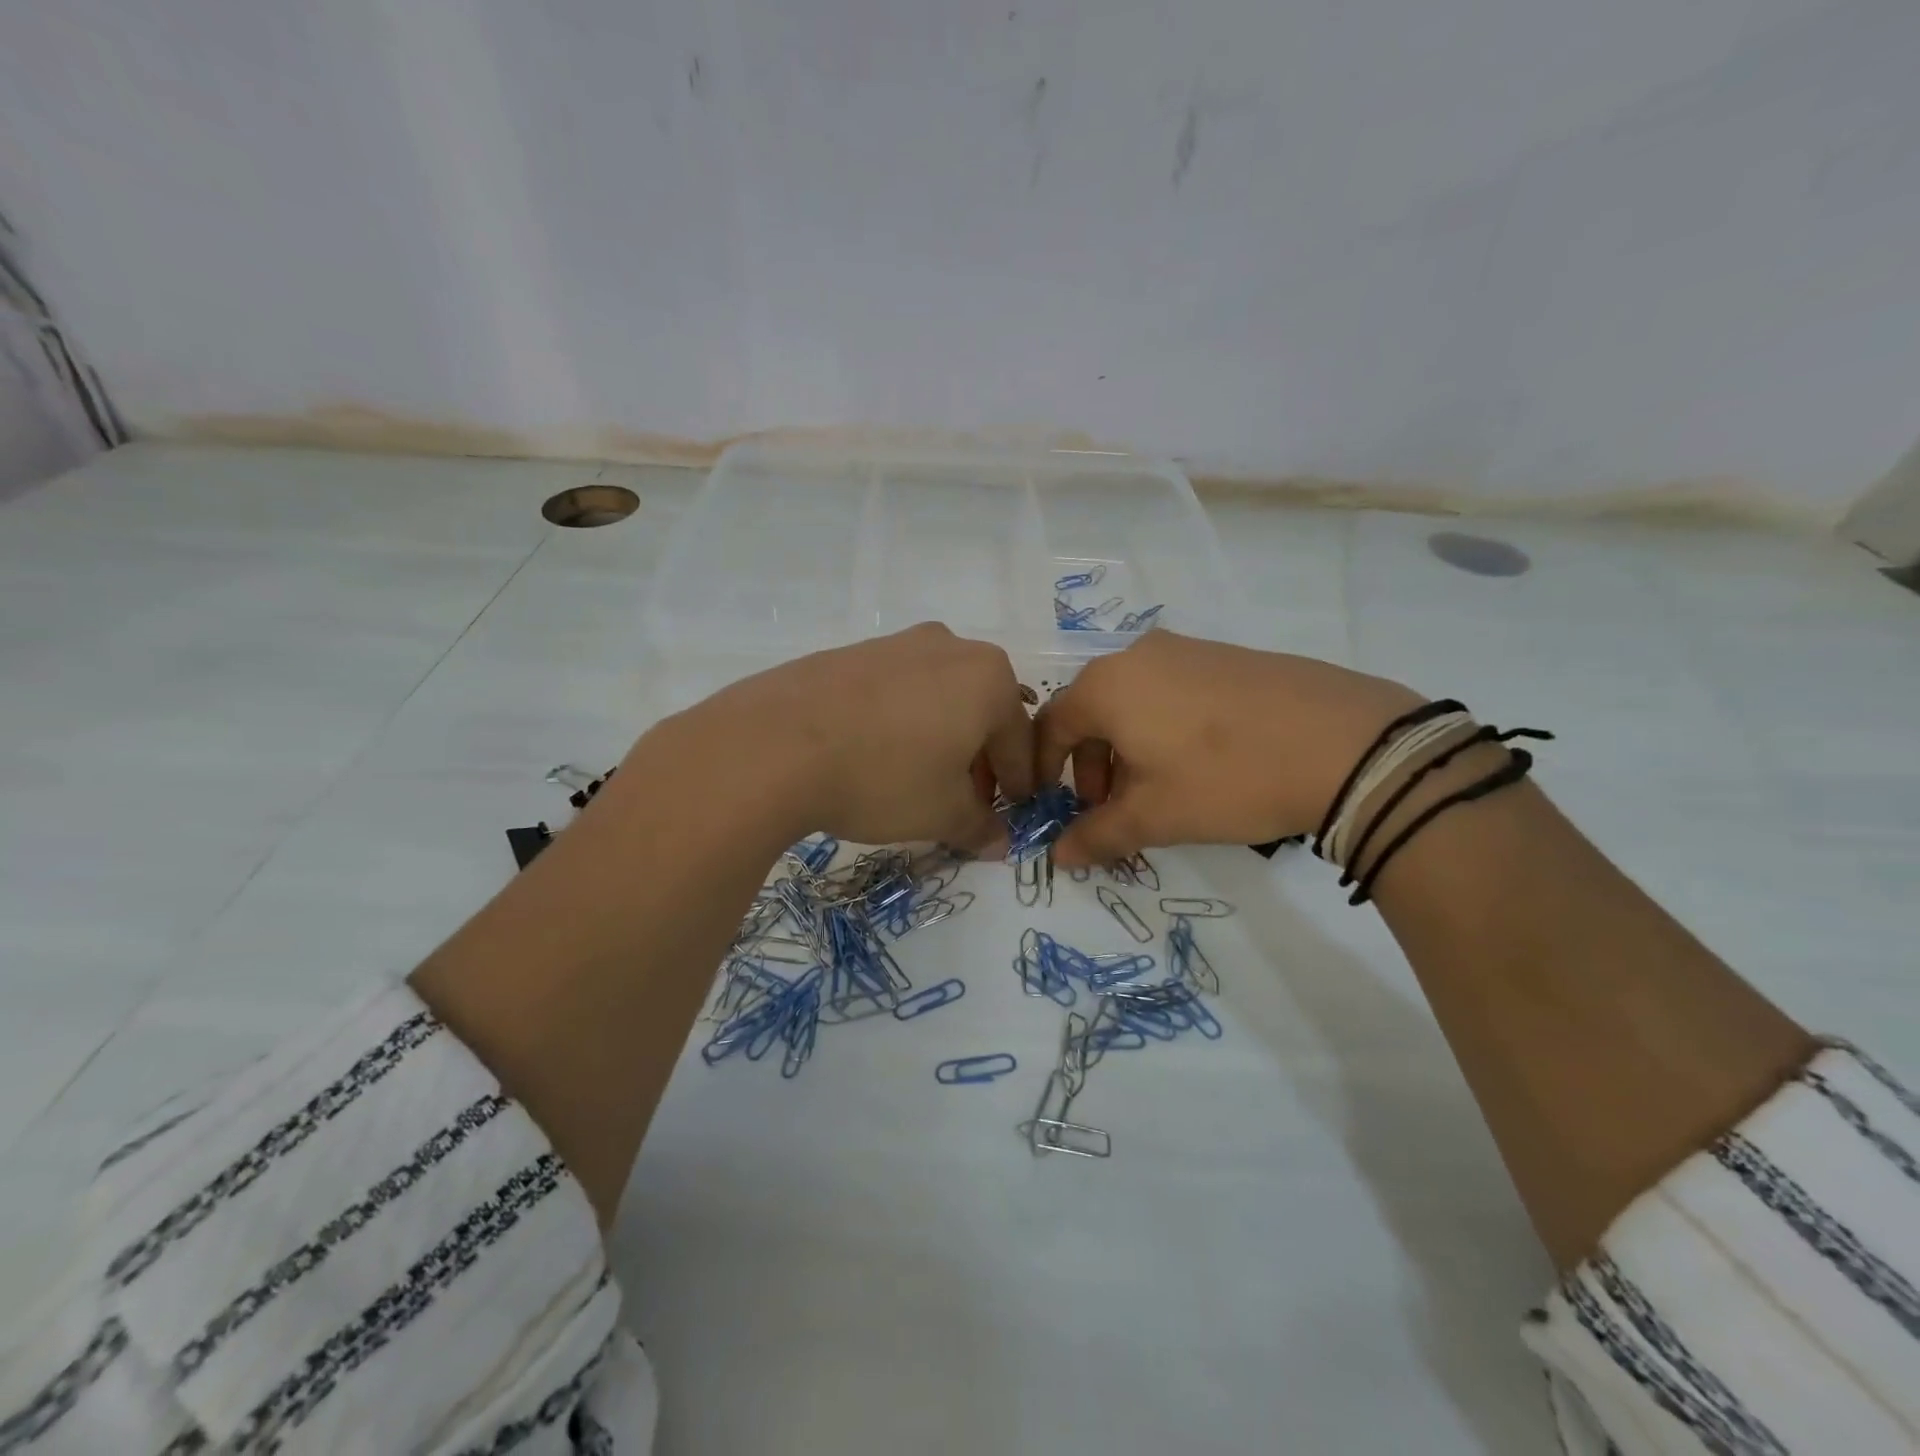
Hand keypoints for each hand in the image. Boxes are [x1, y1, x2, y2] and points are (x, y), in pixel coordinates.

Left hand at [682, 623, 1034, 848]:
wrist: (774, 744)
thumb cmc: (883, 777)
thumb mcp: (941, 814)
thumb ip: (979, 827)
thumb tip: (999, 842)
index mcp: (988, 678)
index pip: (1018, 739)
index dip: (1017, 783)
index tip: (1010, 813)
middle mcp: (950, 647)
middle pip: (980, 711)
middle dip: (978, 759)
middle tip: (964, 801)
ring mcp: (896, 644)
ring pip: (937, 697)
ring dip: (940, 738)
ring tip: (917, 780)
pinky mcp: (851, 652)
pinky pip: (894, 690)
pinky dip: (899, 722)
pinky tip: (874, 755)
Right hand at [1034, 631, 1420, 864]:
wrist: (1345, 742)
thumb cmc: (1226, 777)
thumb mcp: (1155, 815)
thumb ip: (1097, 834)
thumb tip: (1057, 856)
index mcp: (1106, 685)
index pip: (1051, 725)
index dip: (1044, 769)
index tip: (1055, 806)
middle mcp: (1137, 655)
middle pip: (1091, 711)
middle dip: (1091, 764)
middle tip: (1111, 807)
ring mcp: (1186, 649)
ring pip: (1133, 701)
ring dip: (1128, 747)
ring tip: (1156, 789)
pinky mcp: (1226, 656)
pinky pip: (1172, 690)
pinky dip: (1164, 727)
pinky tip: (1199, 762)